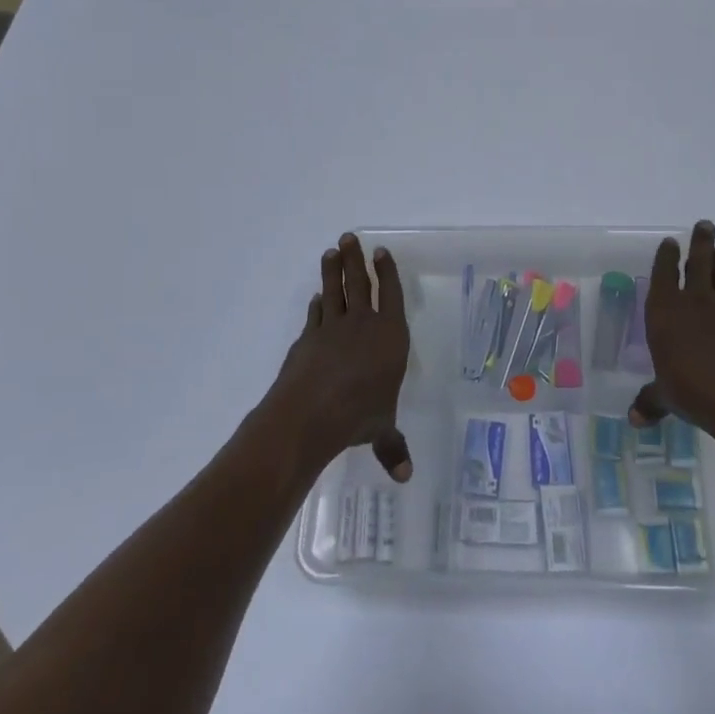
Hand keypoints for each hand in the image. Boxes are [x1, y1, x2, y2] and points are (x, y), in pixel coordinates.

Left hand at [266, 233, 412, 480]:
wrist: (309, 413)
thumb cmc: (358, 416)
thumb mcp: (381, 430)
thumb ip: (393, 447)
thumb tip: (406, 477)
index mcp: (390, 337)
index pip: (391, 294)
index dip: (387, 271)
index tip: (381, 252)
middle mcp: (363, 324)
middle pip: (360, 283)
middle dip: (356, 259)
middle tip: (350, 237)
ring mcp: (332, 328)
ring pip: (335, 290)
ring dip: (333, 270)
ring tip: (332, 250)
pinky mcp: (308, 338)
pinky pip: (315, 314)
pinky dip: (317, 305)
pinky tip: (317, 298)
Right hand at [629, 221, 714, 462]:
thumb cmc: (697, 395)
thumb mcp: (668, 399)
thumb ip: (651, 401)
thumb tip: (634, 419)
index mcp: (666, 313)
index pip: (664, 275)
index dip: (667, 257)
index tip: (671, 242)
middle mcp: (695, 302)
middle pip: (698, 262)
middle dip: (700, 242)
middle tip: (705, 225)